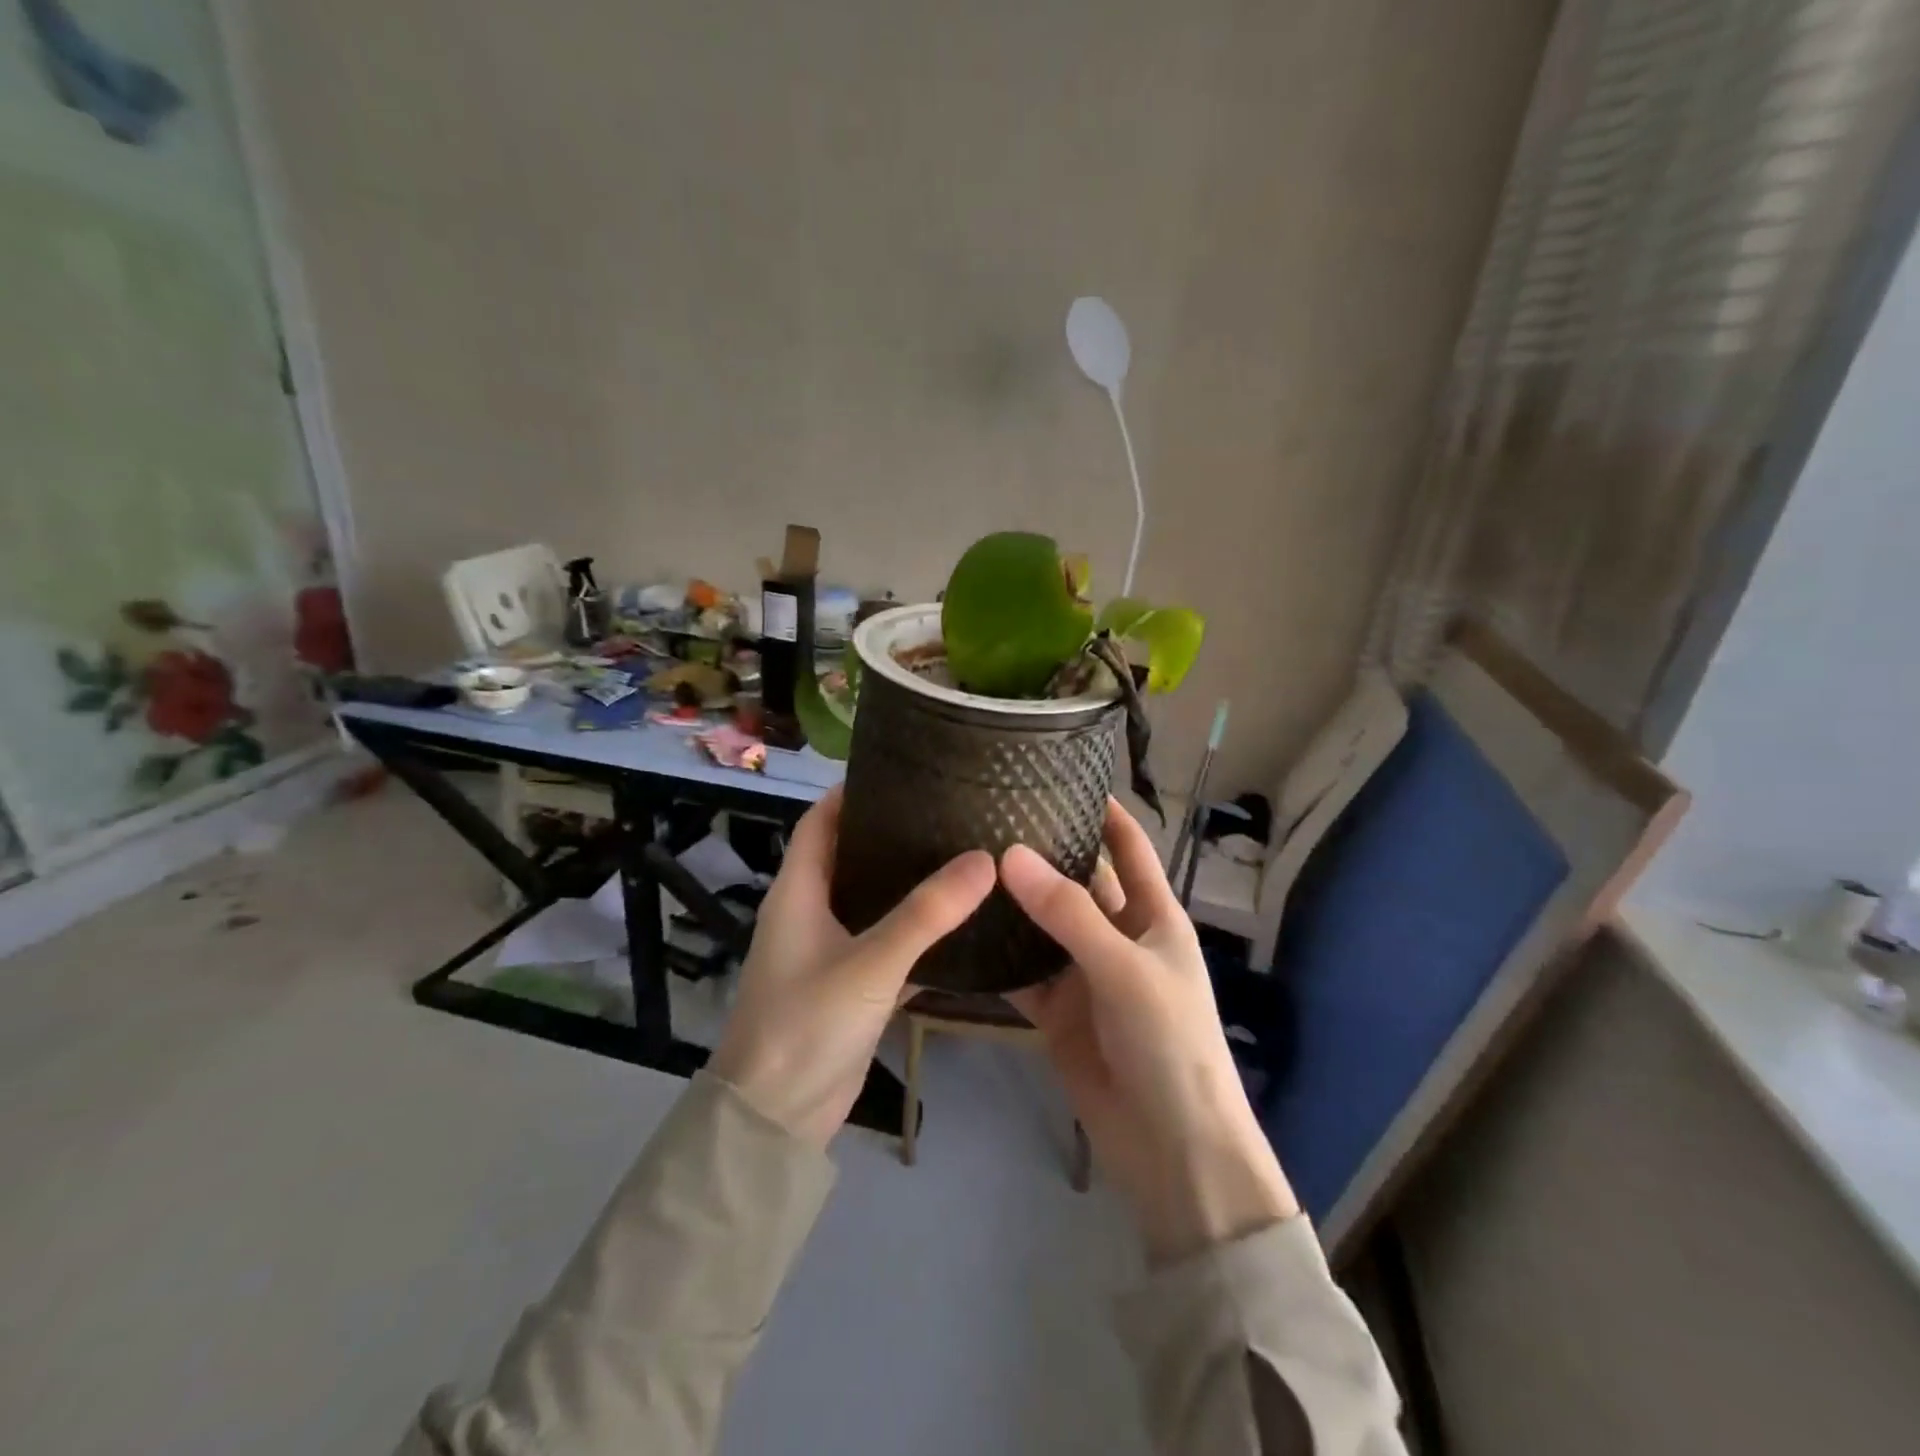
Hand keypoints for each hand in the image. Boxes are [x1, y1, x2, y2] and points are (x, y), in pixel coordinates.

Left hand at [711, 786, 994, 1147]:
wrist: (775, 1120)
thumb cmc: (807, 1024)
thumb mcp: (870, 962)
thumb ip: (927, 913)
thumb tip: (984, 859)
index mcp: (798, 892)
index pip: (819, 823)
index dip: (850, 793)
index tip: (899, 770)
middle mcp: (809, 914)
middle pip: (848, 857)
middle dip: (889, 833)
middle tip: (945, 810)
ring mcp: (827, 952)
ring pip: (870, 902)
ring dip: (905, 883)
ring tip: (958, 854)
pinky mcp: (848, 988)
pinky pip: (884, 945)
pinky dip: (914, 932)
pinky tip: (956, 923)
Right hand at [1002, 800, 1298, 1263]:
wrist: (1171, 1149)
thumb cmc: (1169, 1043)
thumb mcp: (1124, 969)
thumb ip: (1068, 914)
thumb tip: (1010, 855)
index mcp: (1152, 917)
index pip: (1129, 849)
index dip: (1105, 813)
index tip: (1062, 777)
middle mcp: (1117, 937)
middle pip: (1076, 883)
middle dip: (1042, 854)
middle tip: (986, 816)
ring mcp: (1084, 975)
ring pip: (1042, 926)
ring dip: (1012, 903)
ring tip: (963, 860)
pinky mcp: (1056, 1012)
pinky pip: (1021, 973)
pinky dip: (995, 956)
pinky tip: (958, 929)